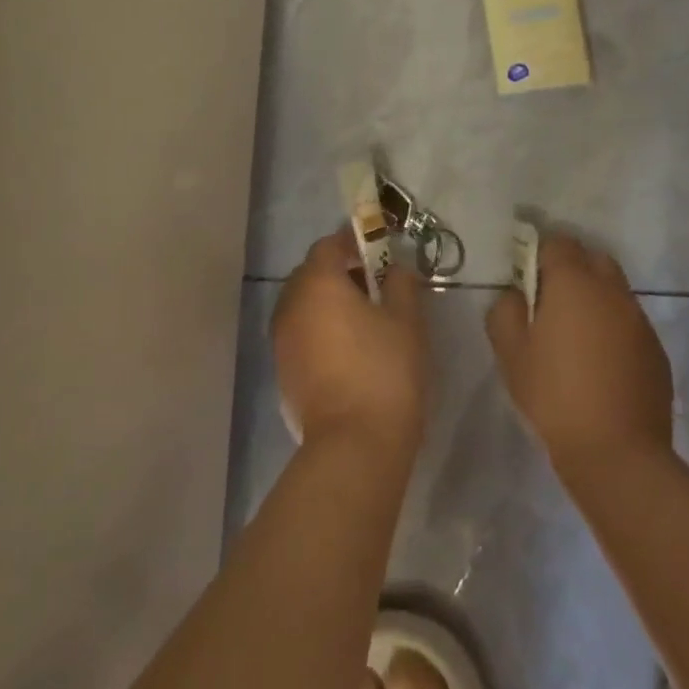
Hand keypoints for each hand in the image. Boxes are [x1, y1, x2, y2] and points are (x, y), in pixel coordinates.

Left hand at [272, 230, 429, 458]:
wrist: (354, 445)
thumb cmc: (385, 370)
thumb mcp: (406, 319)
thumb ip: (401, 283)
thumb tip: (395, 269)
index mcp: (318, 283)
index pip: (328, 245)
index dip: (352, 243)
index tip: (376, 251)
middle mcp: (291, 304)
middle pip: (311, 273)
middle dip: (339, 272)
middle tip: (373, 285)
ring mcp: (281, 339)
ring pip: (303, 304)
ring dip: (327, 302)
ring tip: (362, 319)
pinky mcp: (282, 370)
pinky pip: (299, 333)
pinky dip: (318, 329)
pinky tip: (346, 349)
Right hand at [486, 233, 673, 475]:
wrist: (618, 454)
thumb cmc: (554, 396)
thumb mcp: (511, 353)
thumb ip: (505, 310)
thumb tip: (515, 294)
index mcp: (573, 282)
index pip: (557, 241)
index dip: (538, 254)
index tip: (526, 281)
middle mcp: (611, 290)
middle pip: (591, 258)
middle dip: (571, 269)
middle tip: (550, 303)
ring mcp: (638, 319)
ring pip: (613, 289)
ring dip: (594, 298)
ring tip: (575, 335)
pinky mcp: (655, 349)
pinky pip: (629, 321)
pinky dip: (613, 327)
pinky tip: (600, 362)